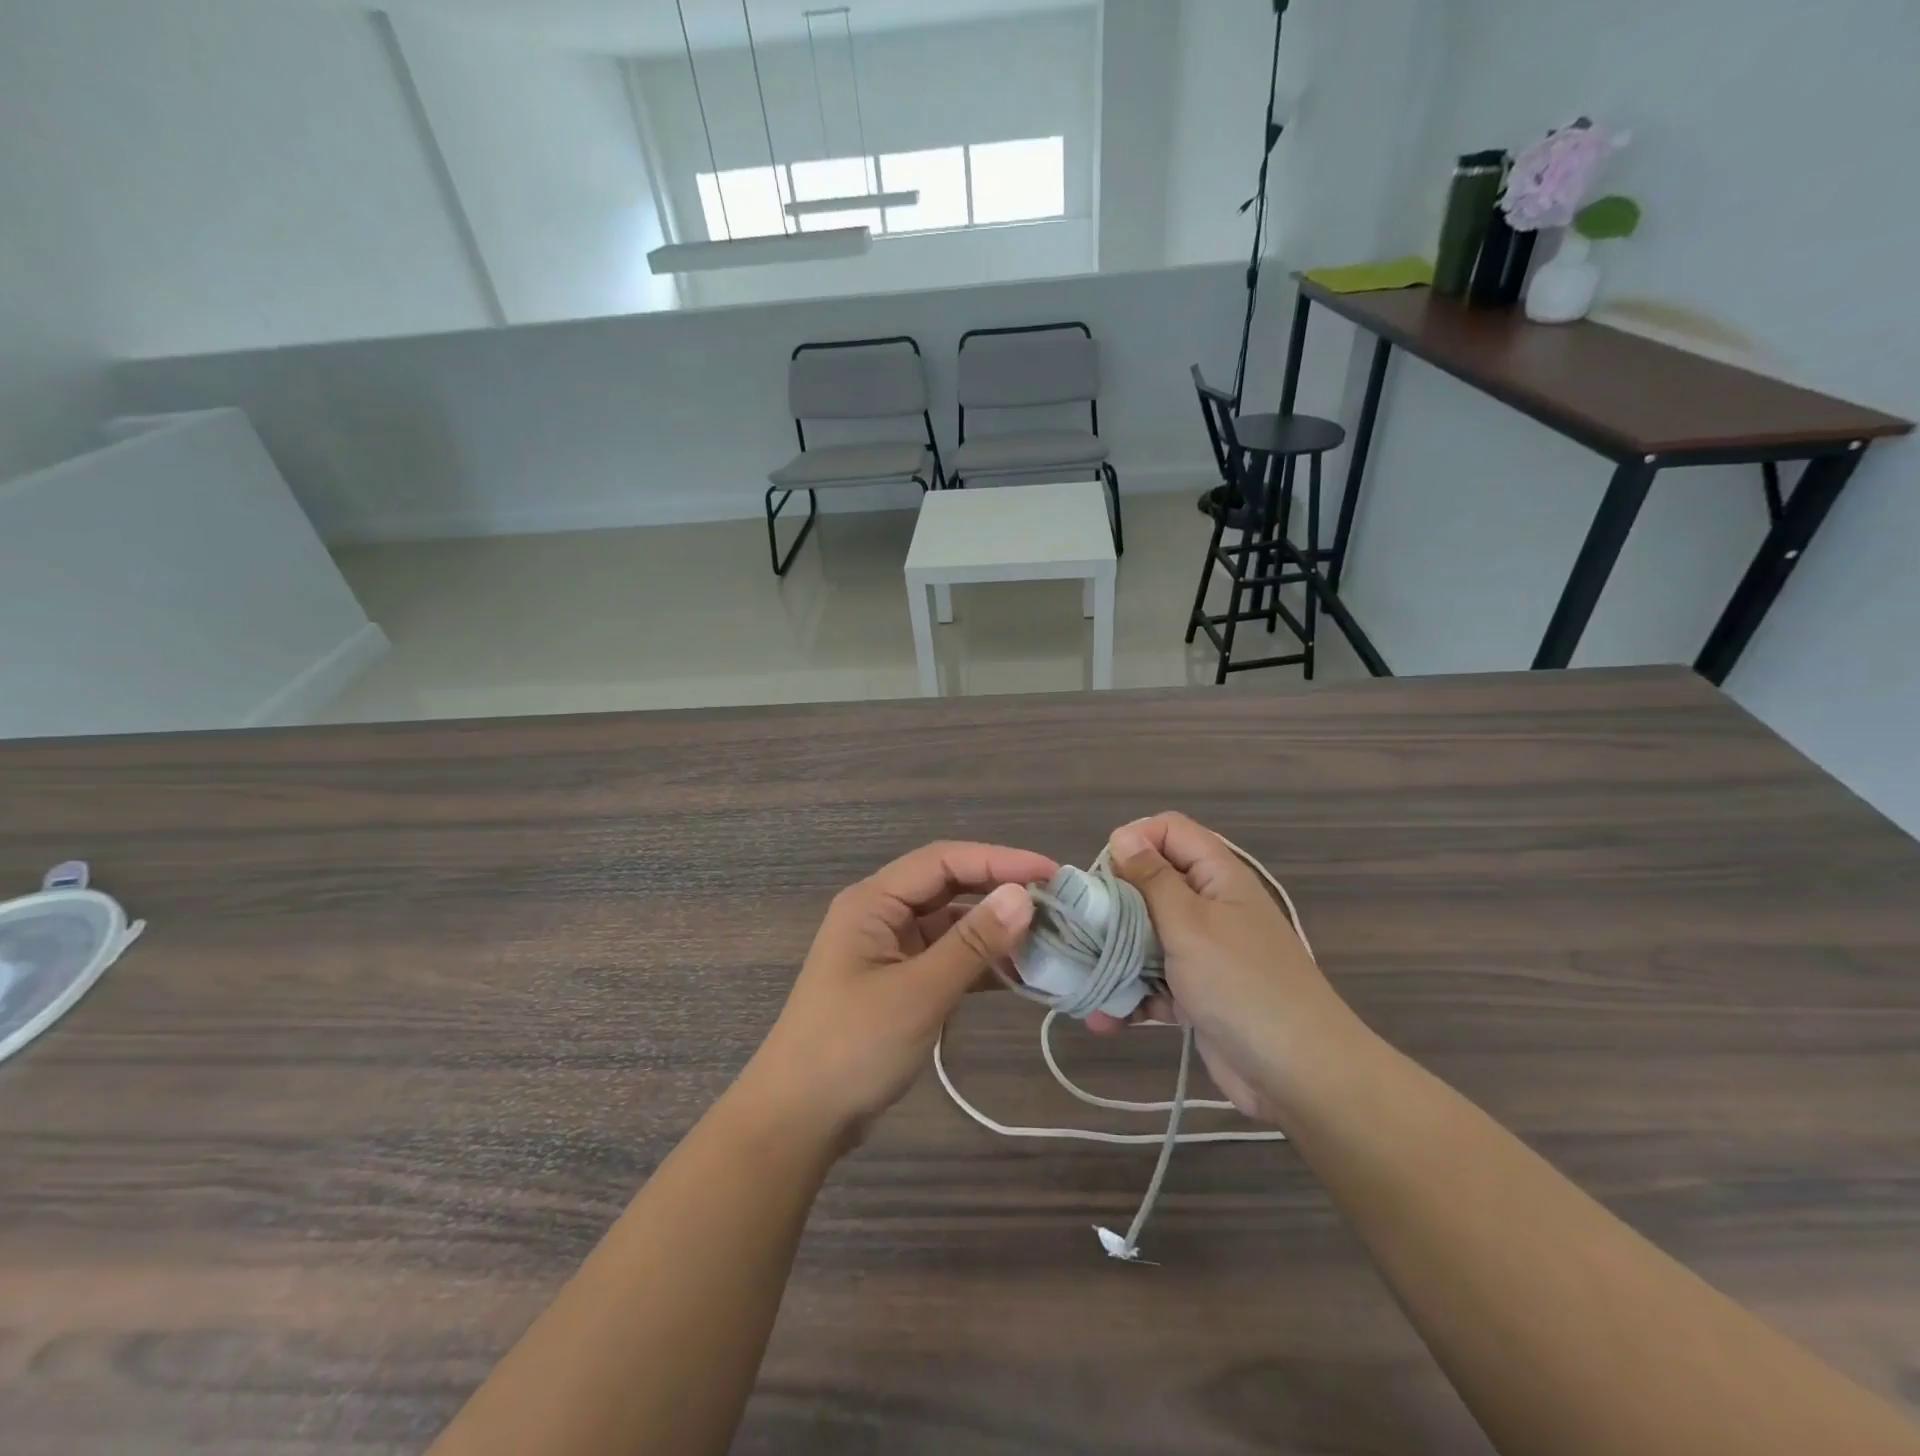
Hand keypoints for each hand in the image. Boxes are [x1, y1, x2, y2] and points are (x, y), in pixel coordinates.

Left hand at [742, 841, 1057, 1147]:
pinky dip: (980, 963)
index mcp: (873, 902)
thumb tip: (1024, 896)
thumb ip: (972, 943)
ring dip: (994, 930)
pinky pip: (947, 958)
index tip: (1051, 873)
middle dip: (1000, 892)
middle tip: (1057, 903)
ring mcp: (890, 950)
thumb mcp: (919, 993)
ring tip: (1048, 940)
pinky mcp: (899, 983)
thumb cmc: (852, 1047)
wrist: (798, 1120)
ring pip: (951, 924)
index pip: (944, 861)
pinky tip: (1018, 974)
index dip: (999, 860)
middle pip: (949, 887)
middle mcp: (881, 915)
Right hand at [1090, 813, 1356, 1124]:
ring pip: (1146, 936)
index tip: (1104, 873)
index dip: (1134, 841)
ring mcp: (1203, 952)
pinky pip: (1155, 981)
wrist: (1299, 1074)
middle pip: (1151, 884)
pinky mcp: (1197, 993)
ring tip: (1084, 981)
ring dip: (1116, 957)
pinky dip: (1132, 997)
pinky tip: (1106, 1019)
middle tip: (1086, 927)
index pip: (1170, 831)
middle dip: (1114, 905)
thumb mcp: (1190, 923)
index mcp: (1217, 876)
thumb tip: (1124, 835)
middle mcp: (1210, 906)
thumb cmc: (1241, 984)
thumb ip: (1153, 879)